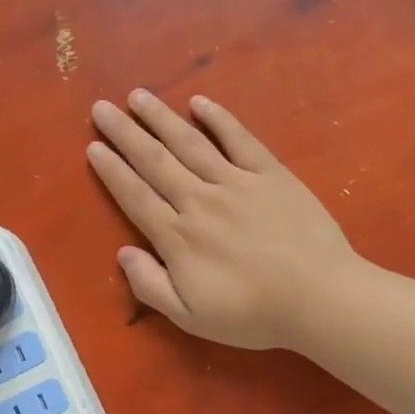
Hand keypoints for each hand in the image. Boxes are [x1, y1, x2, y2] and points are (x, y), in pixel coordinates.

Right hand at [87, 91, 369, 349]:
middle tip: (102, 108)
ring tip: (138, 96)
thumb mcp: (190, 317)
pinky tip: (200, 102)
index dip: (112, 170)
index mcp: (177, 237)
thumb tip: (122, 253)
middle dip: (125, 133)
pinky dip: (219, 119)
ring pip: (190, 143)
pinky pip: (239, 140)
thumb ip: (151, 285)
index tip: (93, 147)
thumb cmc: (253, 314)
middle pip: (155, 161)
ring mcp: (236, 183)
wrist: (321, 299)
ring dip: (161, 118)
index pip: (135, 195)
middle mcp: (199, 201)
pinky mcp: (271, 174)